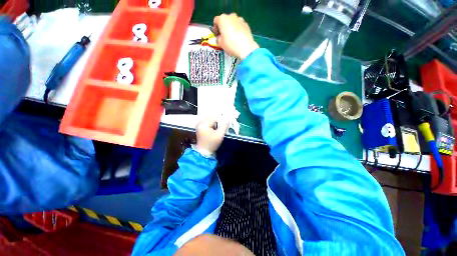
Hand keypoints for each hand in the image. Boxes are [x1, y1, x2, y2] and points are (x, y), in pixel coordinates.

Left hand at [196, 116, 228, 154]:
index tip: (227, 117)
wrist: (203, 152)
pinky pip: (208, 122)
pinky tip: (216, 126)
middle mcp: (200, 122)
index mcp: (204, 124)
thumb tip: (227, 119)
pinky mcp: (200, 128)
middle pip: (211, 116)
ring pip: (209, 119)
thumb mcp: (219, 135)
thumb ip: (224, 126)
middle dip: (218, 118)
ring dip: (216, 120)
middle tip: (225, 119)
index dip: (222, 116)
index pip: (214, 116)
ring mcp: (199, 125)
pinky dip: (213, 123)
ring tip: (222, 123)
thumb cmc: (211, 144)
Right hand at [213, 13, 258, 59]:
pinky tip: (239, 38)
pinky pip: (239, 26)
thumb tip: (220, 37)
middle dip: (224, 27)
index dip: (215, 28)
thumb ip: (218, 39)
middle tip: (224, 37)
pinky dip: (238, 30)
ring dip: (231, 28)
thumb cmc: (231, 45)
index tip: (217, 35)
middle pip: (225, 20)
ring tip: (232, 38)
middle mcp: (231, 16)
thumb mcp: (220, 44)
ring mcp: (239, 19)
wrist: (246, 48)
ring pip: (233, 22)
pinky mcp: (246, 24)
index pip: (216, 21)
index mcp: (222, 19)